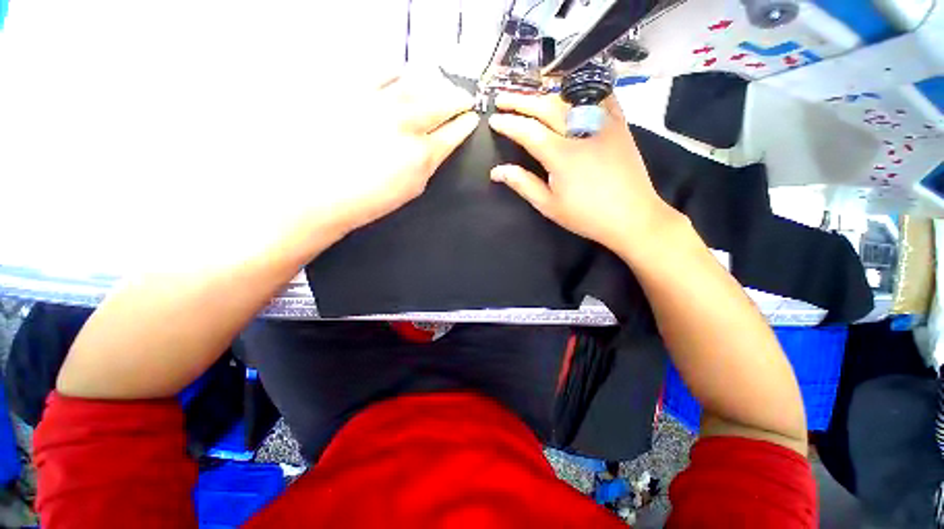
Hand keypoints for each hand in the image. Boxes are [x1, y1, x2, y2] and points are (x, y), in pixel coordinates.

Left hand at [311, 71, 479, 237]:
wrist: (319, 191)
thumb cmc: (369, 199)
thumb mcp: (411, 189)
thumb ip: (428, 164)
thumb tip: (437, 147)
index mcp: (422, 154)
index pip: (453, 133)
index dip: (465, 124)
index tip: (472, 117)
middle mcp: (406, 123)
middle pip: (442, 102)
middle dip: (458, 98)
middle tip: (465, 97)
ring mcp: (380, 103)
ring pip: (418, 83)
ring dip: (434, 83)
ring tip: (439, 84)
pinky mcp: (354, 90)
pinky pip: (382, 71)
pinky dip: (398, 71)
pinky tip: (402, 74)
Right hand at [487, 92, 673, 252]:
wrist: (632, 217)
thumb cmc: (587, 216)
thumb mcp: (549, 206)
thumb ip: (523, 184)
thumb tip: (497, 172)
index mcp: (561, 155)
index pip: (528, 131)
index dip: (508, 124)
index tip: (494, 120)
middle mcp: (581, 132)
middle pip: (546, 107)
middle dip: (521, 101)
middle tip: (502, 98)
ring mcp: (603, 124)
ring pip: (570, 98)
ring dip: (545, 94)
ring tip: (529, 95)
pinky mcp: (619, 125)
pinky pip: (601, 97)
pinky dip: (583, 90)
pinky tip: (571, 90)